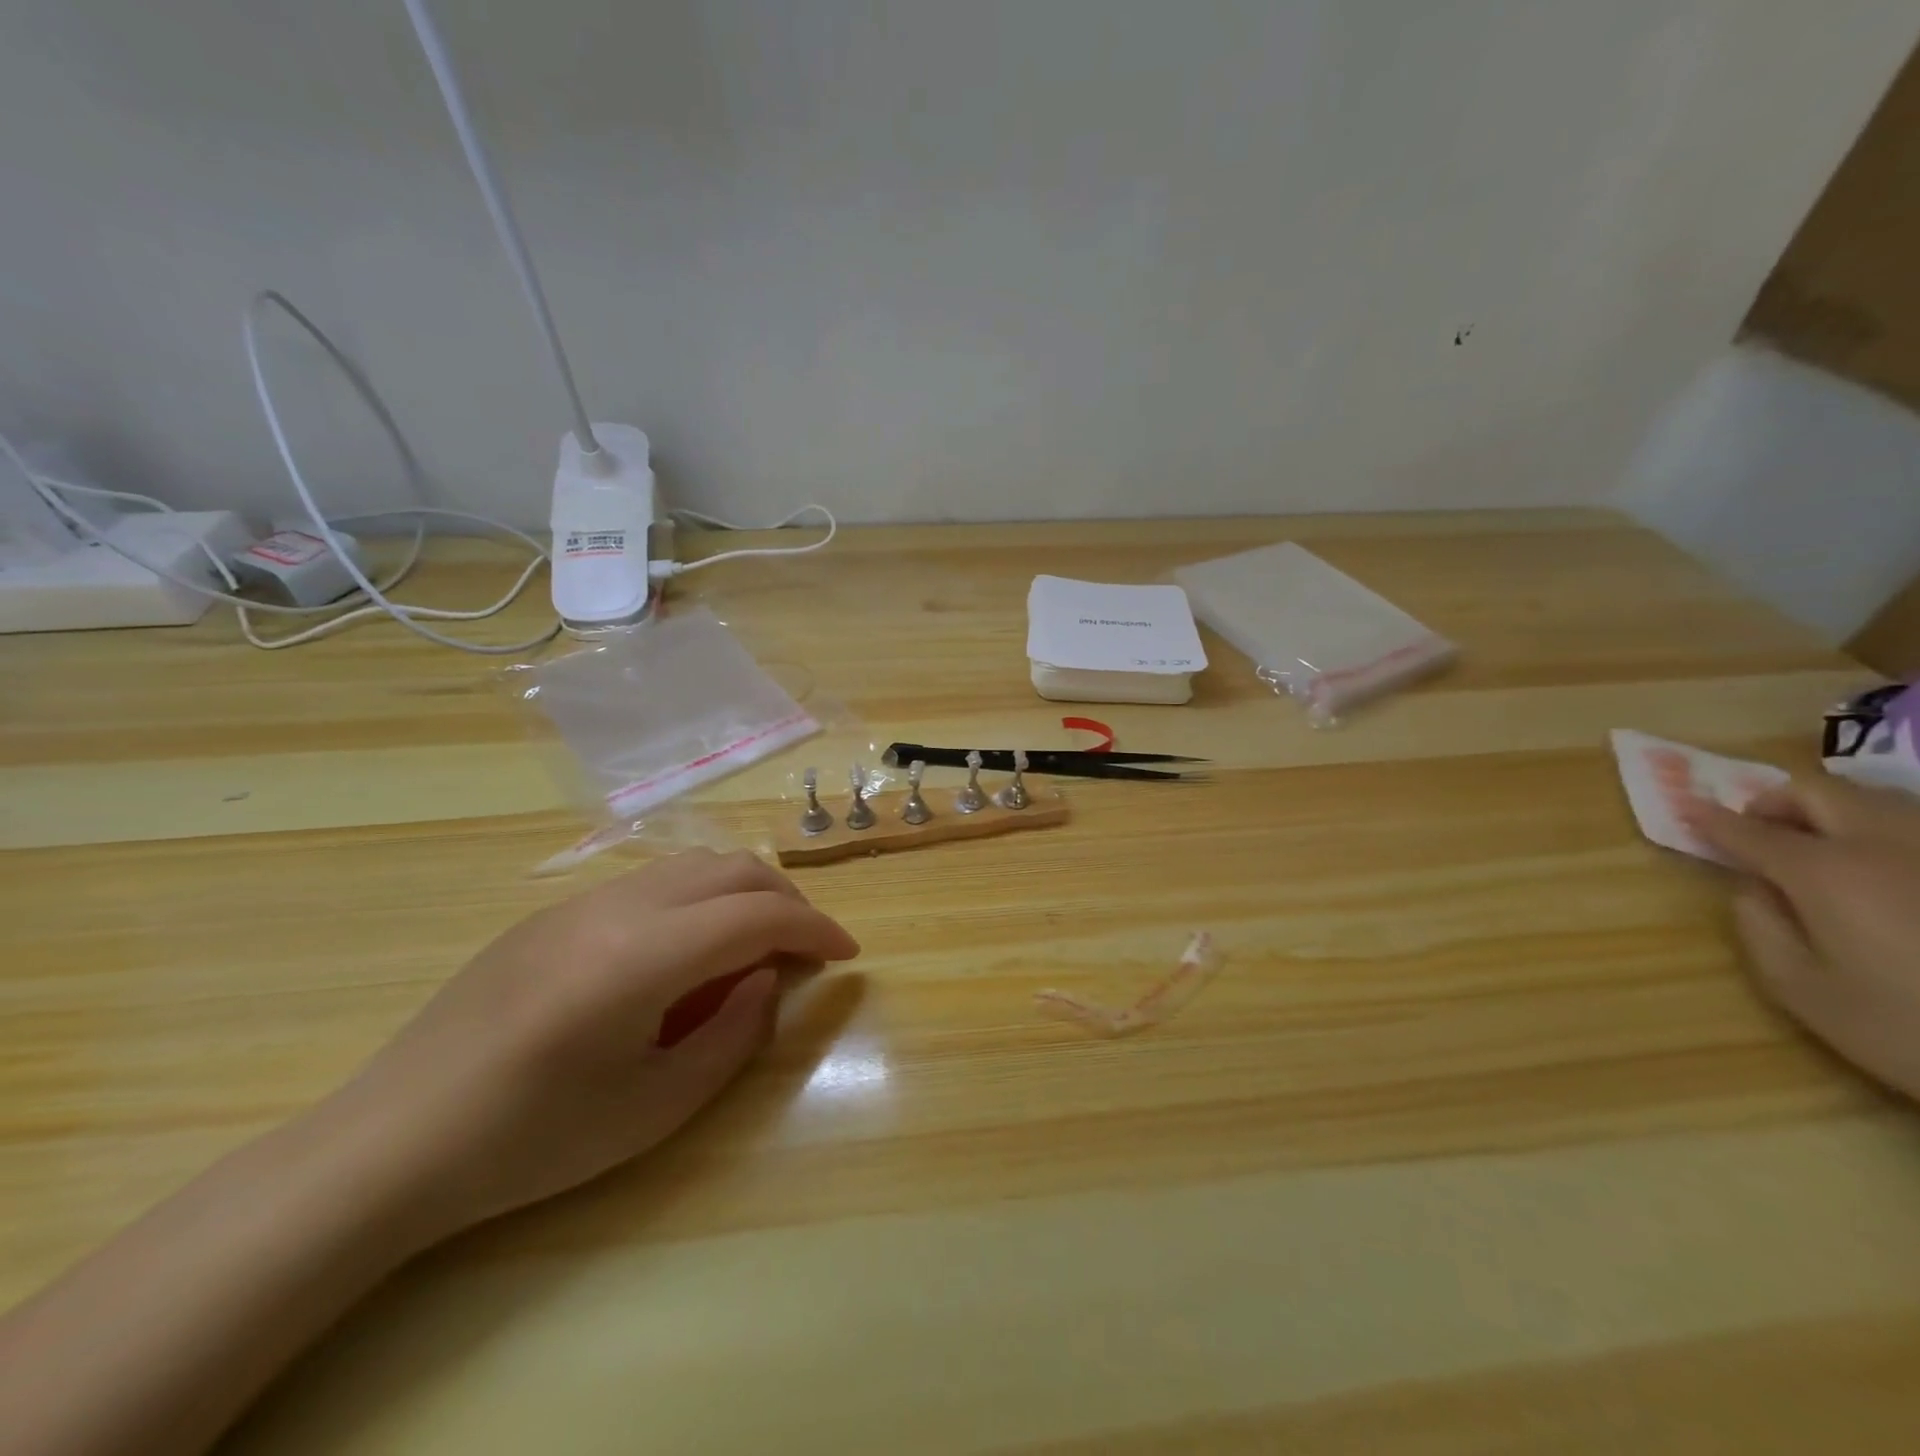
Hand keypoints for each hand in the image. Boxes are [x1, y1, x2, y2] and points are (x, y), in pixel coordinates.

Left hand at [327, 849, 859, 1242]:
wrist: (390, 1144)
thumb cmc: (531, 1141)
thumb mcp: (654, 1107)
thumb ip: (732, 1036)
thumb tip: (765, 982)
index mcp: (644, 955)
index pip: (758, 914)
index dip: (815, 927)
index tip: (846, 954)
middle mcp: (617, 906)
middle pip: (731, 867)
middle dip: (786, 897)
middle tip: (806, 946)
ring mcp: (580, 901)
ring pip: (691, 864)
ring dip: (741, 891)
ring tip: (754, 944)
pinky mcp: (553, 912)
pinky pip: (650, 882)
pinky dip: (696, 898)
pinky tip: (686, 952)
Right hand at [1686, 776, 1919, 1100]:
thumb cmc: (1905, 1029)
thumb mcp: (1801, 988)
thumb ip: (1759, 925)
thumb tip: (1754, 886)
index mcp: (1826, 873)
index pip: (1748, 831)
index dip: (1708, 819)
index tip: (1683, 808)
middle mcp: (1886, 846)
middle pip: (1818, 793)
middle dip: (1774, 804)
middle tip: (1755, 830)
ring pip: (1879, 802)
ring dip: (1833, 813)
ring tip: (1819, 846)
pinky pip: (1919, 829)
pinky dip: (1884, 833)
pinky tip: (1882, 867)